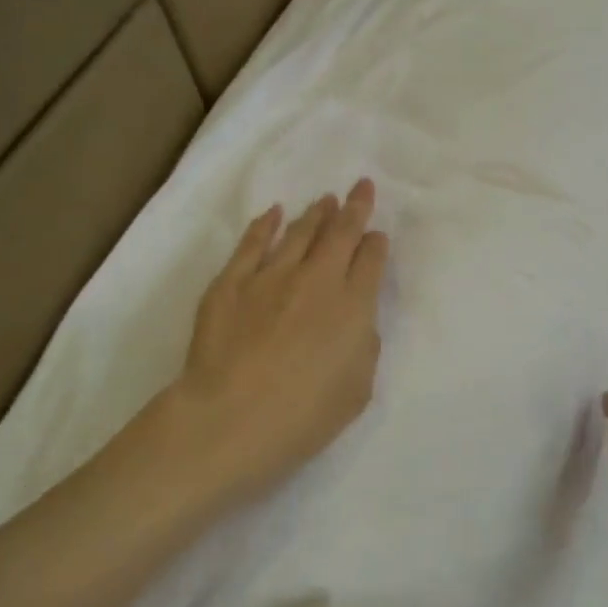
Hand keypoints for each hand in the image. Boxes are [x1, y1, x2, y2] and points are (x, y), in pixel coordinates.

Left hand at [169, 180, 388, 509]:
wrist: (231, 419)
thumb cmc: (303, 417)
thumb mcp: (357, 390)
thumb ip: (363, 346)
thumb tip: (356, 320)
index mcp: (353, 307)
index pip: (371, 262)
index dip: (376, 245)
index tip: (377, 235)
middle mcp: (316, 280)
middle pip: (340, 234)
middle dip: (354, 208)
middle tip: (361, 187)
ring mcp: (270, 277)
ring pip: (298, 232)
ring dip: (316, 213)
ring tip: (325, 199)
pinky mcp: (230, 283)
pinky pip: (251, 244)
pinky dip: (264, 225)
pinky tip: (273, 213)